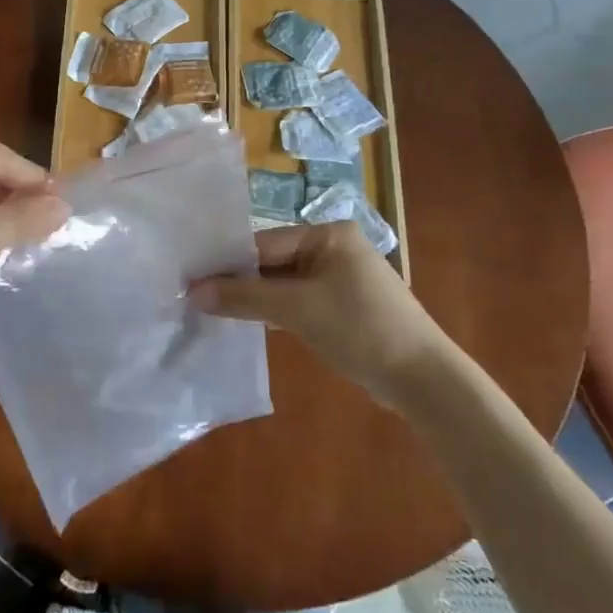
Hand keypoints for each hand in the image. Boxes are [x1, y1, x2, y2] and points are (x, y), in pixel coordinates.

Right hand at [191, 222, 439, 403]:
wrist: (422, 378)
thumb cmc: (360, 329)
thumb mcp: (297, 309)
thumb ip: (244, 297)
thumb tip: (193, 292)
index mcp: (328, 234)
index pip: (264, 243)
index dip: (226, 264)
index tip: (190, 280)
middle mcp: (334, 248)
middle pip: (272, 262)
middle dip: (239, 282)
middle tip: (195, 298)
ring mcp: (340, 278)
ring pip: (284, 284)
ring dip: (254, 299)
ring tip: (211, 311)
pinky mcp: (343, 306)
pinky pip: (298, 301)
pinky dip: (275, 312)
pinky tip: (247, 323)